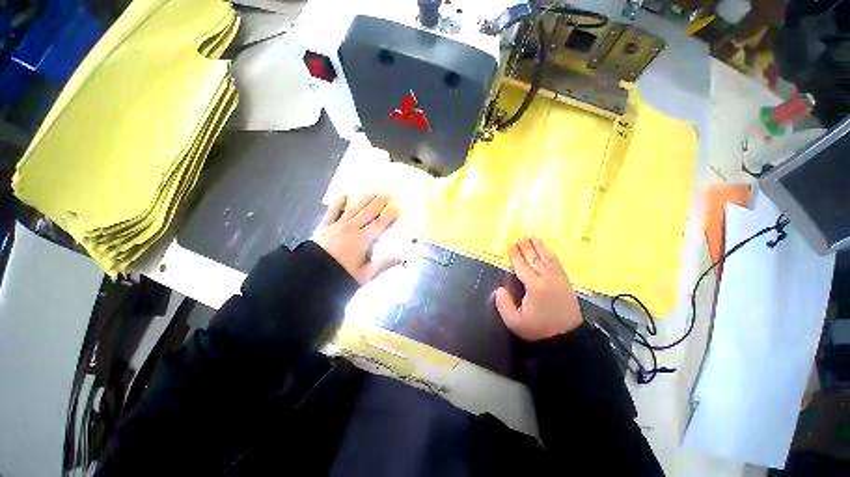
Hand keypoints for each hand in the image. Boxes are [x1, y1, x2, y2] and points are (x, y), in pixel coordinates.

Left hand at [312, 192, 401, 283]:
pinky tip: (343, 195)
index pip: (379, 225)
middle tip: (387, 193)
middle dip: (379, 202)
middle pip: (368, 213)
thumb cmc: (341, 276)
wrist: (311, 277)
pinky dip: (337, 203)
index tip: (397, 206)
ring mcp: (336, 226)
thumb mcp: (365, 274)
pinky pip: (332, 212)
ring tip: (373, 191)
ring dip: (364, 199)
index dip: (389, 215)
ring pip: (354, 209)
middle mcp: (351, 229)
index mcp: (362, 240)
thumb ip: (384, 264)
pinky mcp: (324, 227)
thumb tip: (402, 258)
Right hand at [495, 237, 583, 340]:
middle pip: (535, 259)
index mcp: (534, 286)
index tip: (511, 245)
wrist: (567, 338)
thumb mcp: (515, 322)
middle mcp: (547, 278)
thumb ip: (504, 305)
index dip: (516, 255)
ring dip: (540, 247)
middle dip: (527, 247)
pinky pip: (557, 264)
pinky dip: (551, 255)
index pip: (522, 266)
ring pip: (548, 258)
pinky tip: (548, 251)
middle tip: (521, 237)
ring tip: (534, 237)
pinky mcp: (566, 282)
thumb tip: (499, 289)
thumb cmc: (538, 329)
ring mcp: (559, 279)